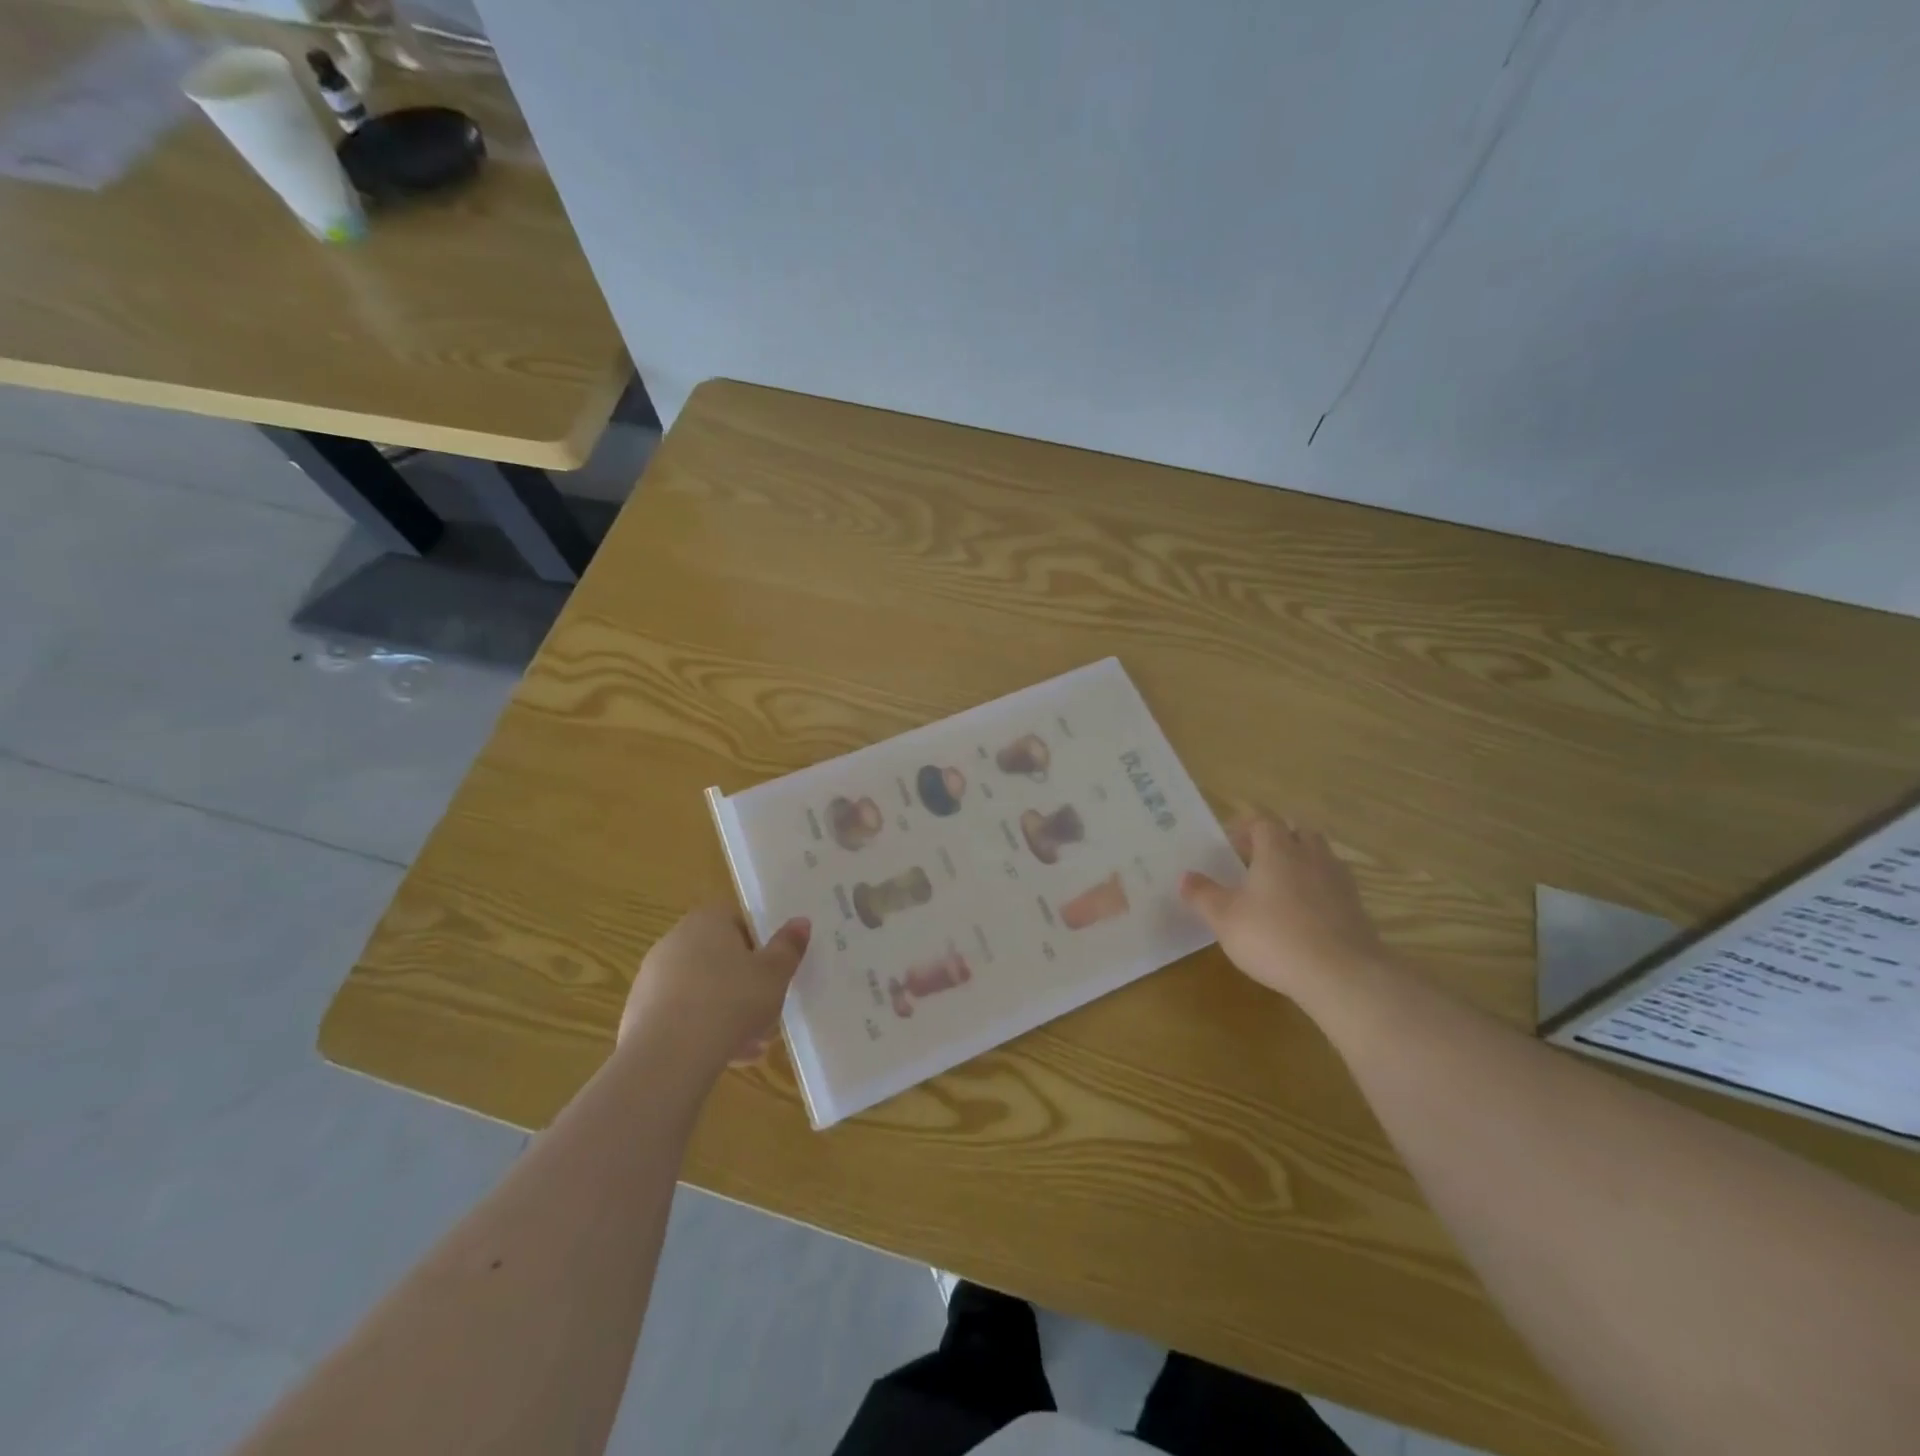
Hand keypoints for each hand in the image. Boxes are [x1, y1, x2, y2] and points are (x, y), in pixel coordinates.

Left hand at [620, 904, 810, 1066]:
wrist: (668, 1056)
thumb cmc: (730, 1002)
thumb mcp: (774, 974)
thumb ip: (789, 946)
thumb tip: (800, 921)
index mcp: (707, 921)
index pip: (737, 921)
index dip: (759, 945)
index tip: (773, 971)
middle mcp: (674, 941)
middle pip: (718, 957)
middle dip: (744, 984)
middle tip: (767, 1009)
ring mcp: (652, 979)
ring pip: (701, 990)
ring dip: (725, 1012)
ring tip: (752, 1045)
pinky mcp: (638, 1015)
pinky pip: (680, 1016)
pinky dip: (701, 1031)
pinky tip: (724, 1057)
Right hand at [1180, 812, 1383, 1002]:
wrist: (1342, 975)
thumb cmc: (1274, 937)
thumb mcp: (1224, 918)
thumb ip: (1202, 895)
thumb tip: (1185, 876)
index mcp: (1278, 850)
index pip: (1263, 821)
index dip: (1245, 828)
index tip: (1229, 844)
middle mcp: (1311, 855)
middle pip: (1298, 831)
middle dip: (1278, 839)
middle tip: (1256, 859)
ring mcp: (1339, 880)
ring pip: (1320, 855)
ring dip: (1301, 861)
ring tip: (1281, 885)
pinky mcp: (1357, 907)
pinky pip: (1334, 884)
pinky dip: (1319, 889)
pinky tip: (1305, 913)